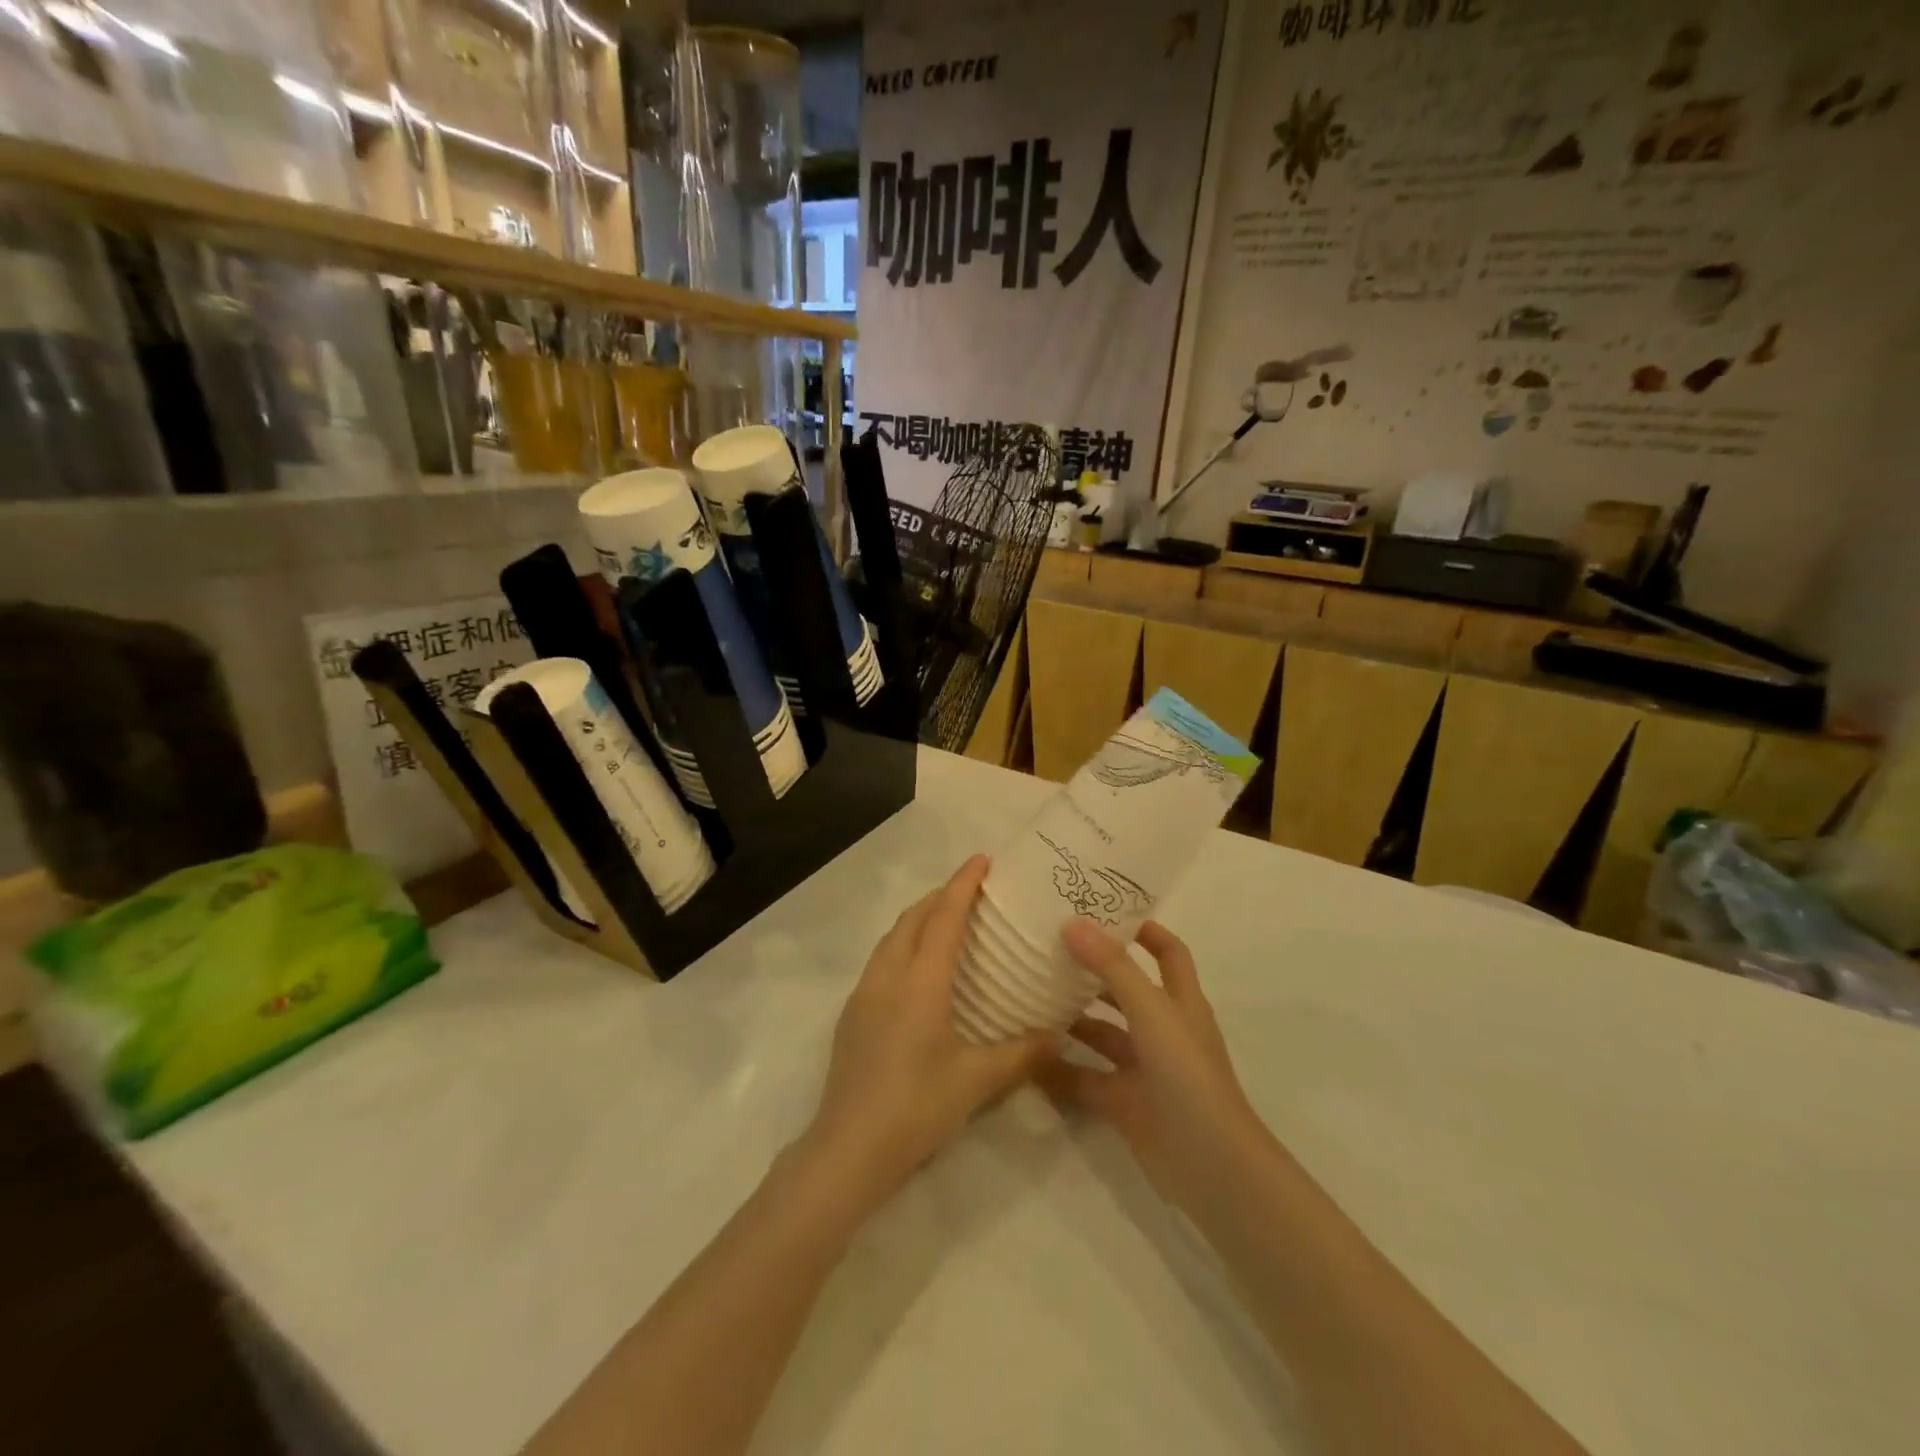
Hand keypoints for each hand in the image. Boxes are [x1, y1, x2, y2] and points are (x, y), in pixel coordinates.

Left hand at [798, 855, 1051, 1207]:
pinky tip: (919, 970)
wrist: (848, 1148)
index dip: (963, 884)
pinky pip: (881, 960)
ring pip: (892, 937)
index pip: (944, 917)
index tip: (982, 859)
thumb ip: (1022, 1053)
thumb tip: (1059, 1033)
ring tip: (948, 921)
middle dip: (941, 895)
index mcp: (920, 982)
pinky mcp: (852, 1013)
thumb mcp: (977, 1081)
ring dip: (919, 919)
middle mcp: (888, 976)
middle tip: (973, 890)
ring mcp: (864, 993)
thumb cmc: (916, 1107)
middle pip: (913, 918)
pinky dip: (904, 945)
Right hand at [1039, 920, 1267, 1214]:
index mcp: (1180, 1002)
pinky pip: (1086, 1078)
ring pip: (1102, 1034)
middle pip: (1126, 990)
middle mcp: (1162, 1030)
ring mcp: (1143, 1069)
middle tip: (1048, 949)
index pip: (1167, 952)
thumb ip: (1113, 968)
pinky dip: (1060, 1069)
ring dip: (1072, 1018)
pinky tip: (1027, 1055)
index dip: (1144, 930)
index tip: (1104, 911)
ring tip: (1029, 995)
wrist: (1211, 1167)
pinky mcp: (1125, 1103)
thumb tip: (1073, 922)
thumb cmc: (1188, 1075)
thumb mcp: (1152, 1012)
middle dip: (1092, 971)